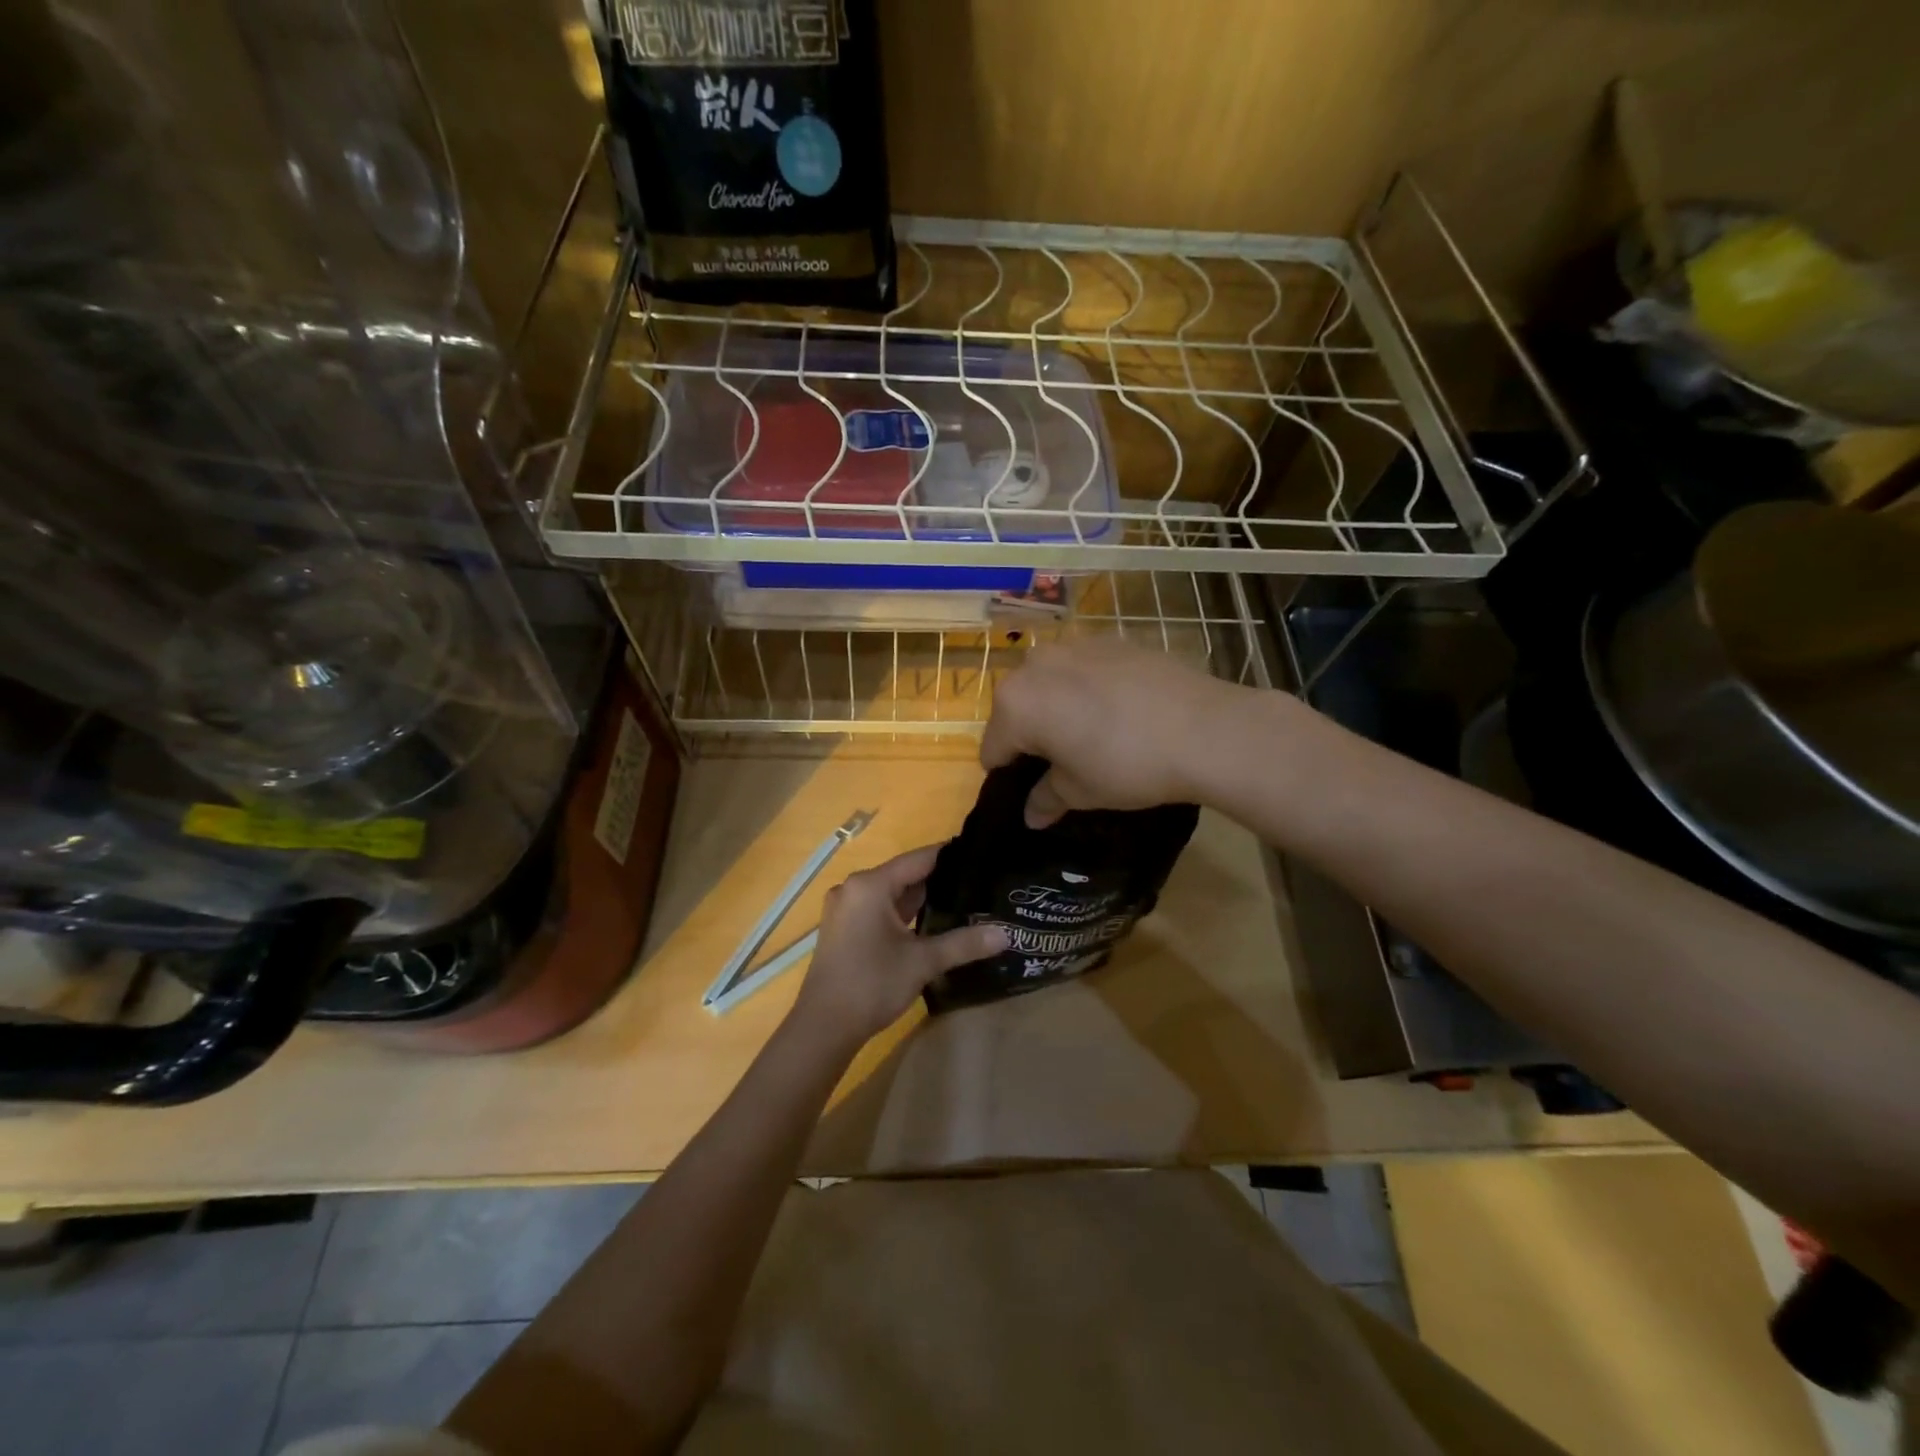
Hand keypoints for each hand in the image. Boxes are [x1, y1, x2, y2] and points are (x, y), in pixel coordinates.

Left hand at [790, 845, 1007, 1048]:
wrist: (823, 1027)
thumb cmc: (871, 984)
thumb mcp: (922, 962)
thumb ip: (964, 943)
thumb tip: (1006, 934)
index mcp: (870, 885)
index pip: (919, 859)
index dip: (951, 857)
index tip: (982, 856)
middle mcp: (854, 888)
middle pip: (905, 875)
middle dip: (940, 881)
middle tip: (979, 883)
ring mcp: (846, 909)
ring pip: (892, 895)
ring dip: (922, 900)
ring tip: (964, 901)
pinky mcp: (844, 929)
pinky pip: (879, 910)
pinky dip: (904, 914)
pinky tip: (932, 923)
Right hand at [981, 640, 1253, 826]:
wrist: (1205, 729)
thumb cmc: (1127, 765)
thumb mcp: (1081, 791)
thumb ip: (1046, 799)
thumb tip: (1031, 814)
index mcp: (1016, 704)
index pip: (993, 749)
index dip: (1009, 776)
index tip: (1035, 791)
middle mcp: (1034, 664)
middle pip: (1017, 709)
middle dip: (1032, 736)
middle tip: (1067, 763)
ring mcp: (1074, 645)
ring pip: (1049, 684)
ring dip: (1058, 708)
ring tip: (1097, 734)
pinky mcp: (1111, 639)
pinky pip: (1083, 669)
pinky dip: (1088, 688)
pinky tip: (1122, 711)